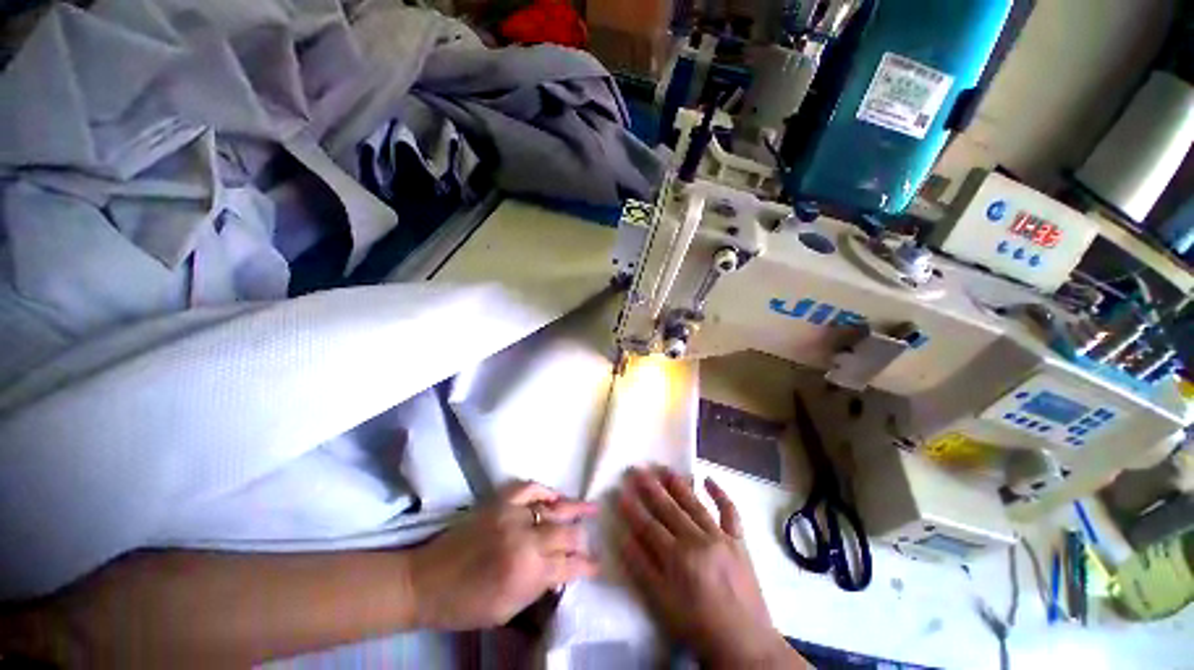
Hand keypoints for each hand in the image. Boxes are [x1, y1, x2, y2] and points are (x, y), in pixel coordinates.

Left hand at [406, 481, 598, 629]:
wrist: (426, 581)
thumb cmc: (466, 605)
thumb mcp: (508, 609)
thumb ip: (539, 586)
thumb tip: (561, 570)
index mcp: (528, 572)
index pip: (569, 565)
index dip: (587, 565)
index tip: (597, 565)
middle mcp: (525, 538)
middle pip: (566, 533)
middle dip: (582, 539)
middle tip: (590, 541)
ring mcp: (512, 514)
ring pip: (553, 508)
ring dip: (574, 509)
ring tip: (592, 507)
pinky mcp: (500, 501)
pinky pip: (529, 488)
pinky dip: (545, 490)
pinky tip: (556, 494)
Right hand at [617, 467, 804, 668]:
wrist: (744, 644)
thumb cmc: (697, 626)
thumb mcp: (662, 604)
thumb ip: (642, 569)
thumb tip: (624, 538)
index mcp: (678, 558)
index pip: (649, 526)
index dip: (633, 509)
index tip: (620, 492)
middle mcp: (698, 540)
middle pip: (669, 509)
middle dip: (651, 488)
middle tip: (638, 469)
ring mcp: (721, 537)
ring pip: (694, 504)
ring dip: (678, 485)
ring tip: (665, 469)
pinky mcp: (738, 541)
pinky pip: (730, 512)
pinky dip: (720, 494)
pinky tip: (709, 479)